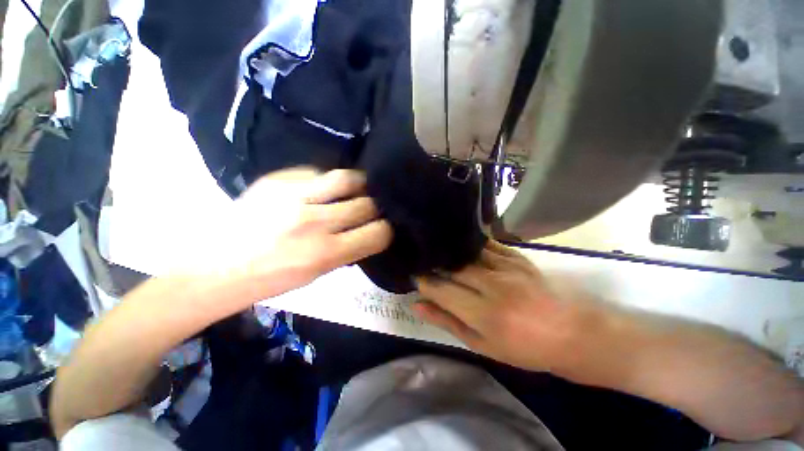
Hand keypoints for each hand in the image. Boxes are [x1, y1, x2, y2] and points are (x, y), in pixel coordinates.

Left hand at [200, 168, 392, 302]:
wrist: (214, 265)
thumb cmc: (270, 279)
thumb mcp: (317, 274)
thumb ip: (347, 250)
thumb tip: (368, 231)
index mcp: (325, 253)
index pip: (378, 233)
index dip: (386, 230)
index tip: (382, 228)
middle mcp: (314, 222)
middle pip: (367, 203)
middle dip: (375, 207)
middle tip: (371, 209)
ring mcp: (294, 195)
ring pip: (347, 178)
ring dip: (359, 186)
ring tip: (356, 190)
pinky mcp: (277, 179)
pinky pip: (317, 172)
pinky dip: (327, 181)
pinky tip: (321, 188)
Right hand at [414, 241, 595, 371]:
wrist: (572, 333)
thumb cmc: (525, 348)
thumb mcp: (482, 345)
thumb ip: (447, 322)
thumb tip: (417, 305)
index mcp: (485, 314)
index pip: (441, 290)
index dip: (424, 282)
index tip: (415, 277)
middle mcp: (494, 285)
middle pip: (452, 267)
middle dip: (434, 264)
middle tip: (423, 263)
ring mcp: (507, 267)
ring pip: (467, 252)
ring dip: (449, 252)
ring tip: (438, 252)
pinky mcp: (517, 256)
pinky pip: (486, 244)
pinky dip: (470, 244)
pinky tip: (461, 245)